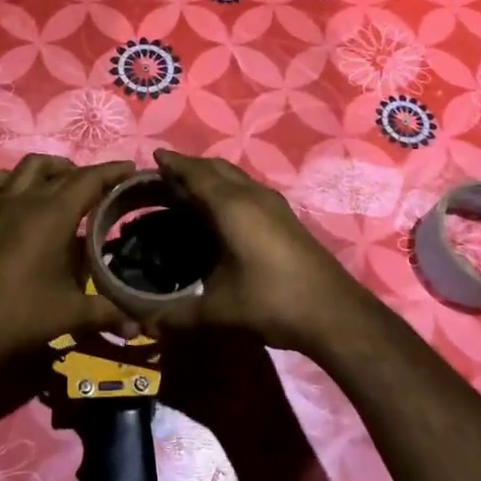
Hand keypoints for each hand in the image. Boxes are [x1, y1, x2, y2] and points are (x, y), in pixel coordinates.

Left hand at [0, 155, 136, 364]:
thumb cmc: (22, 316)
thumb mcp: (72, 313)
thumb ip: (108, 312)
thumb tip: (139, 325)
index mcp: (54, 214)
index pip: (89, 179)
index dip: (112, 171)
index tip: (131, 169)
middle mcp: (26, 200)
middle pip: (62, 172)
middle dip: (87, 175)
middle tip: (106, 189)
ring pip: (27, 168)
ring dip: (50, 169)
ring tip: (65, 184)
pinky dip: (6, 180)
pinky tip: (15, 193)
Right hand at [141, 150, 368, 351]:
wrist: (334, 313)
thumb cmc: (272, 302)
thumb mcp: (219, 312)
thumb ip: (179, 315)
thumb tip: (146, 324)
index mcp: (232, 207)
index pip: (196, 174)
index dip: (174, 164)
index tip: (154, 157)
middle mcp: (253, 196)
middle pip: (217, 168)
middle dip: (191, 166)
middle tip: (166, 174)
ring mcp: (273, 204)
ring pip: (236, 177)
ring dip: (212, 176)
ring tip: (190, 188)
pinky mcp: (286, 217)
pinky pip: (248, 188)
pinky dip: (228, 188)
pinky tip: (223, 210)